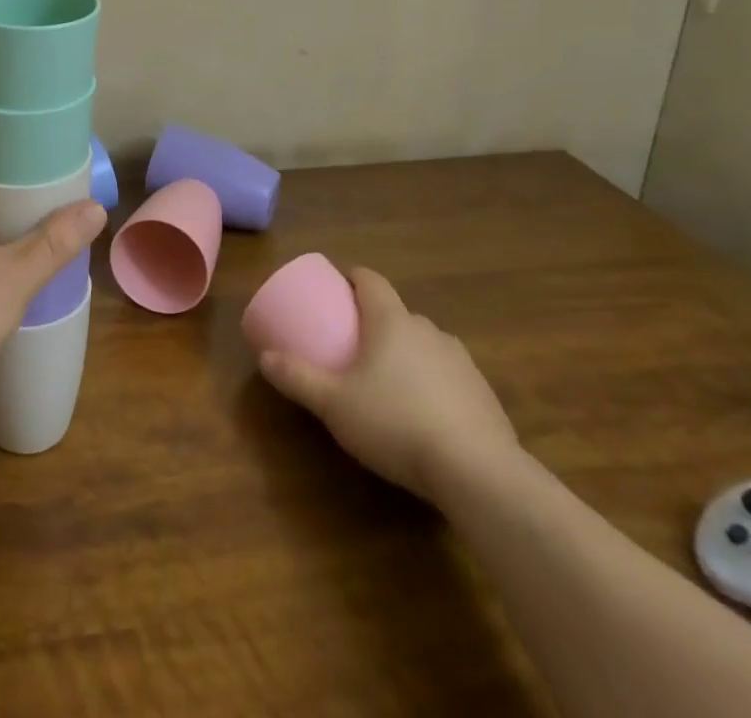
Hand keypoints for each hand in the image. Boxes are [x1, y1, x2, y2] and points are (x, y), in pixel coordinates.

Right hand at [259, 267, 519, 504]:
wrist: (478, 474)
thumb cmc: (396, 423)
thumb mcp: (334, 404)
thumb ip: (298, 378)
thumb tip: (264, 357)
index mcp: (391, 321)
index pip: (371, 280)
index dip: (353, 277)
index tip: (337, 286)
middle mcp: (428, 331)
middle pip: (398, 313)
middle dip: (376, 323)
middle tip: (355, 346)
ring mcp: (462, 362)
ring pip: (426, 345)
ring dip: (407, 355)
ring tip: (388, 384)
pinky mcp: (485, 396)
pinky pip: (449, 377)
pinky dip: (433, 385)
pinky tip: (424, 418)